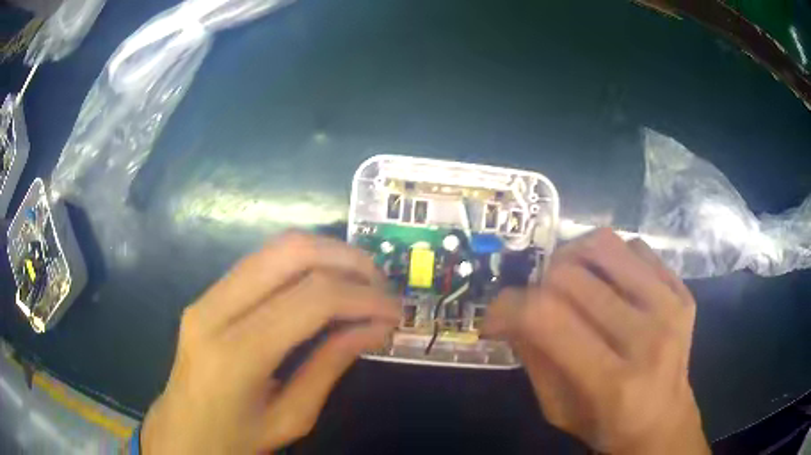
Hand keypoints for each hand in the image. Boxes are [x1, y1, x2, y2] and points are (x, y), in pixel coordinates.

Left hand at [140, 232, 399, 453]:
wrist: (183, 433)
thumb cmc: (236, 439)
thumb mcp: (292, 417)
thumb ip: (330, 367)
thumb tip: (375, 328)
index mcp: (237, 354)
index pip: (311, 300)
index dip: (363, 298)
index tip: (395, 311)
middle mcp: (215, 311)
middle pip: (290, 253)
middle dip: (347, 260)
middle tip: (381, 284)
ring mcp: (205, 297)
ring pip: (274, 248)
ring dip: (326, 254)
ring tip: (360, 279)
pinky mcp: (206, 295)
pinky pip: (260, 262)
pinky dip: (301, 263)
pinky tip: (324, 282)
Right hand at [485, 229, 708, 454]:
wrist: (663, 420)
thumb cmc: (606, 424)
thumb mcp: (557, 409)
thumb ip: (533, 358)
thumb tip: (508, 312)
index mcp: (613, 383)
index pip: (548, 317)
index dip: (507, 307)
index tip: (494, 318)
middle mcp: (649, 337)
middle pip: (570, 276)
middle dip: (536, 286)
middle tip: (534, 306)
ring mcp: (671, 306)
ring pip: (603, 245)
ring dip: (569, 258)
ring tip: (565, 281)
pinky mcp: (681, 290)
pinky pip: (634, 247)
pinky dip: (608, 259)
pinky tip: (605, 283)